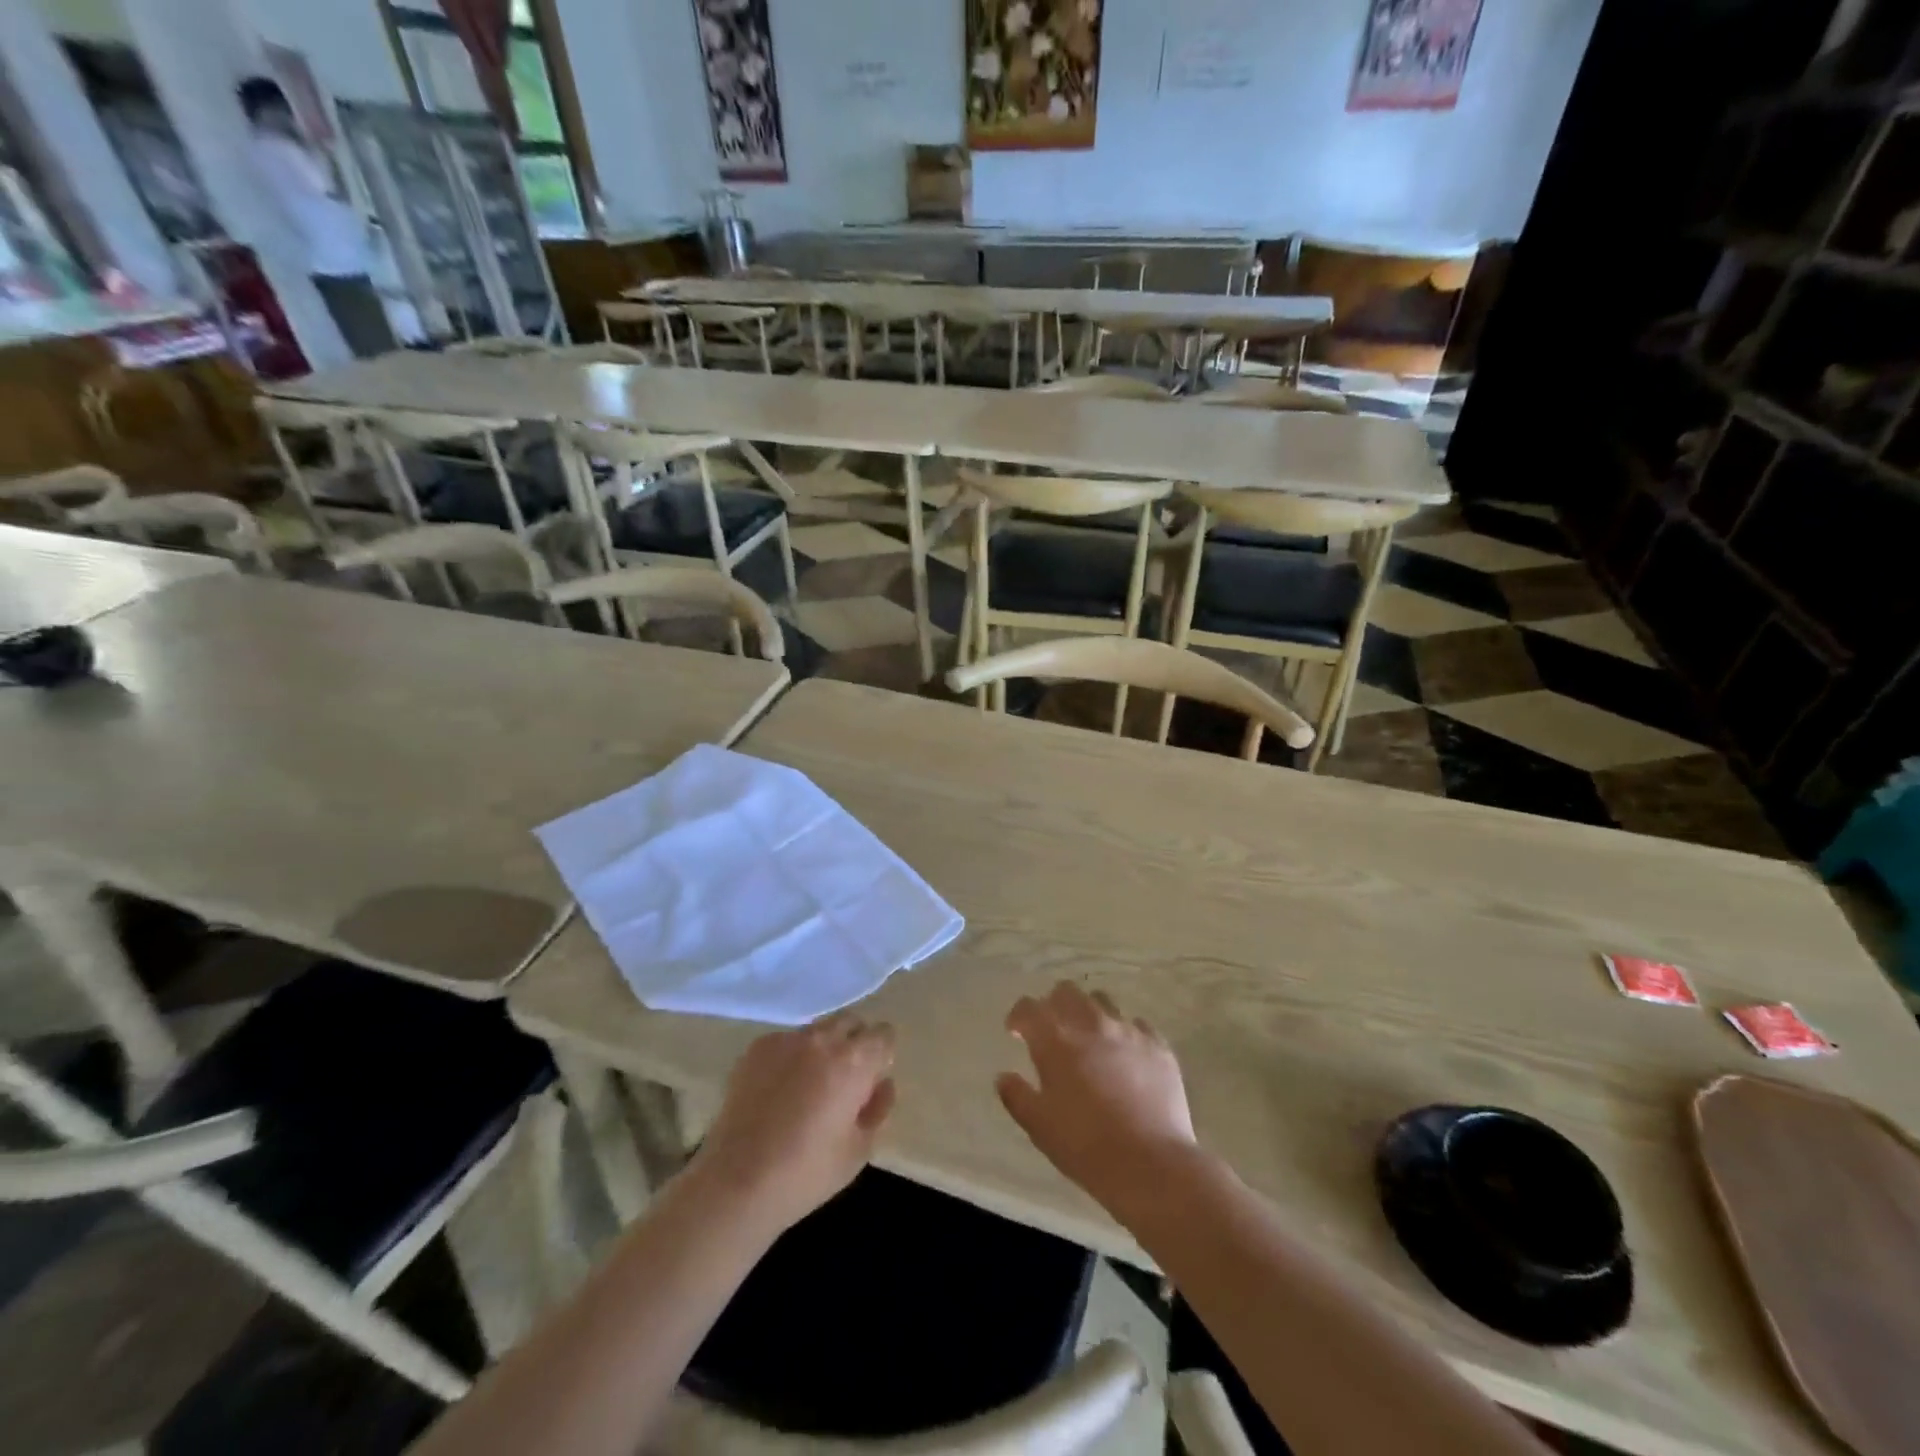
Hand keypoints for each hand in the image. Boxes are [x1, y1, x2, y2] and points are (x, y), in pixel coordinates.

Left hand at [688, 1012, 895, 1237]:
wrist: (736, 1182)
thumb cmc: (806, 1173)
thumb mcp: (859, 1151)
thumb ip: (878, 1108)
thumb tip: (882, 1084)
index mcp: (854, 1061)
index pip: (884, 1034)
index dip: (881, 1055)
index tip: (871, 1080)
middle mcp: (822, 1039)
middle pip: (850, 1022)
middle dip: (854, 1043)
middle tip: (844, 1081)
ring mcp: (786, 1040)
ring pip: (817, 1031)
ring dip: (822, 1049)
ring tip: (808, 1087)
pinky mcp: (757, 1048)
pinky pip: (786, 1043)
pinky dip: (791, 1058)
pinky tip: (777, 1092)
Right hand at [997, 982, 1197, 1217]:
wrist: (1151, 1165)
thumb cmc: (1086, 1147)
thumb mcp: (1039, 1127)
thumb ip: (1016, 1096)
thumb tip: (1003, 1077)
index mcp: (1055, 1041)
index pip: (1029, 1008)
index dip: (1019, 1017)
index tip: (1017, 1033)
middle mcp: (1090, 1024)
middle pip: (1066, 992)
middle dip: (1053, 1005)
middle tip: (1053, 1031)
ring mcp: (1127, 1031)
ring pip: (1102, 1001)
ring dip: (1088, 1013)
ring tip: (1090, 1039)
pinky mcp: (1157, 1045)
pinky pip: (1137, 1025)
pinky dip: (1125, 1034)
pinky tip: (1126, 1056)